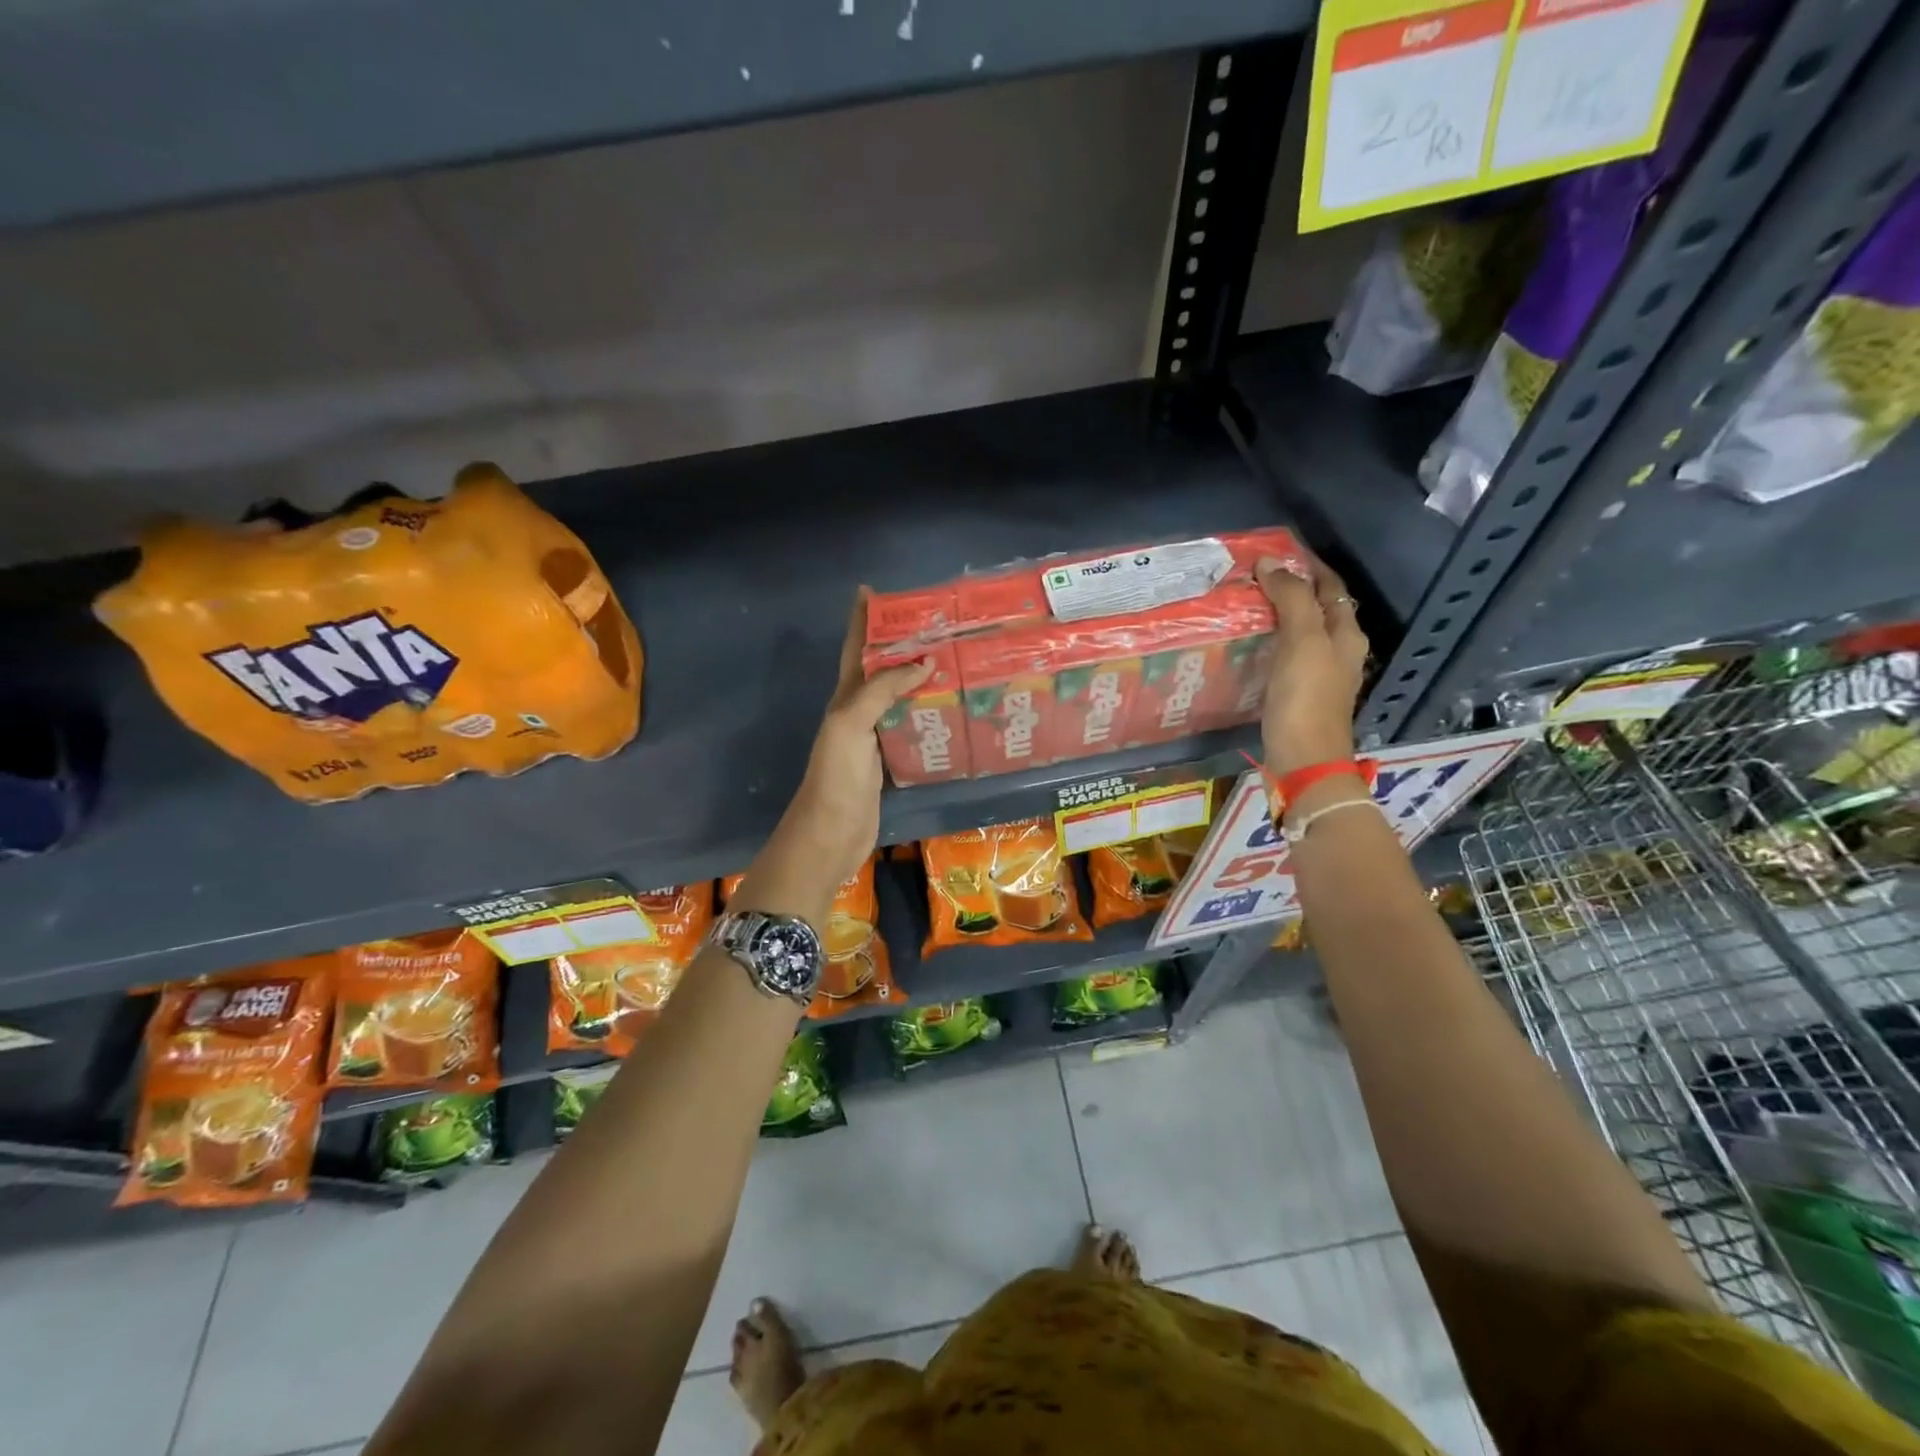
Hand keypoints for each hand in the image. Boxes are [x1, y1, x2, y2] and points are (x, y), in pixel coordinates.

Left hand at [733, 592, 930, 927]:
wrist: (831, 834)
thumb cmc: (836, 776)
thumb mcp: (851, 724)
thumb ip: (882, 690)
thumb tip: (923, 661)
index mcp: (846, 697)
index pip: (854, 649)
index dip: (861, 619)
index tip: (872, 590)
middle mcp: (859, 711)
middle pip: (881, 669)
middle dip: (900, 643)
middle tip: (935, 624)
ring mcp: (875, 737)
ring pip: (899, 698)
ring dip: (919, 678)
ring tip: (953, 659)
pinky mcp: (890, 761)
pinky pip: (911, 728)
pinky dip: (929, 714)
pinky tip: (951, 710)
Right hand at [1254, 552, 1368, 778]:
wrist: (1304, 761)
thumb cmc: (1306, 699)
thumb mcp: (1302, 642)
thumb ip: (1291, 600)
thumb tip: (1272, 563)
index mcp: (1346, 634)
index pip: (1330, 587)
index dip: (1307, 566)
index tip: (1275, 552)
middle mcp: (1339, 651)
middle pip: (1317, 608)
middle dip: (1291, 589)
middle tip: (1254, 577)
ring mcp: (1320, 675)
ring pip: (1301, 632)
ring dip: (1278, 615)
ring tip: (1246, 605)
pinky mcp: (1300, 695)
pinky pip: (1287, 656)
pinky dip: (1271, 642)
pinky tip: (1249, 645)